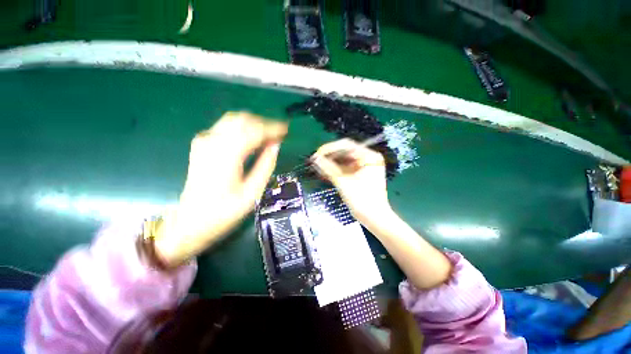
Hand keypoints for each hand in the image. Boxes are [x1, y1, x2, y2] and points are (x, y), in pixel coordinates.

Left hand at [155, 112, 287, 266]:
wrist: (190, 222)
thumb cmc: (224, 212)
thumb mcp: (252, 193)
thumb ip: (266, 166)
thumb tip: (276, 146)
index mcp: (227, 155)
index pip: (254, 131)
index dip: (273, 128)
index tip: (286, 130)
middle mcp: (213, 142)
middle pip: (242, 119)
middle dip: (263, 124)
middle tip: (278, 135)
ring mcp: (204, 142)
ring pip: (233, 120)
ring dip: (253, 124)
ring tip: (268, 136)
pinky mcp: (201, 145)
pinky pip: (225, 127)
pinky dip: (242, 129)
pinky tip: (251, 140)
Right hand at [312, 138, 392, 225]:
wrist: (375, 219)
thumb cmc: (362, 200)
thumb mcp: (343, 182)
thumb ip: (328, 168)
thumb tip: (315, 158)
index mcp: (369, 156)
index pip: (346, 145)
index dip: (329, 149)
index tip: (317, 154)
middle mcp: (368, 158)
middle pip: (345, 152)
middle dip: (329, 156)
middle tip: (315, 161)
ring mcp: (365, 166)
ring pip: (344, 160)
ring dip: (331, 163)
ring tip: (318, 166)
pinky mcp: (361, 174)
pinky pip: (346, 168)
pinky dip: (336, 170)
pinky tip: (325, 171)